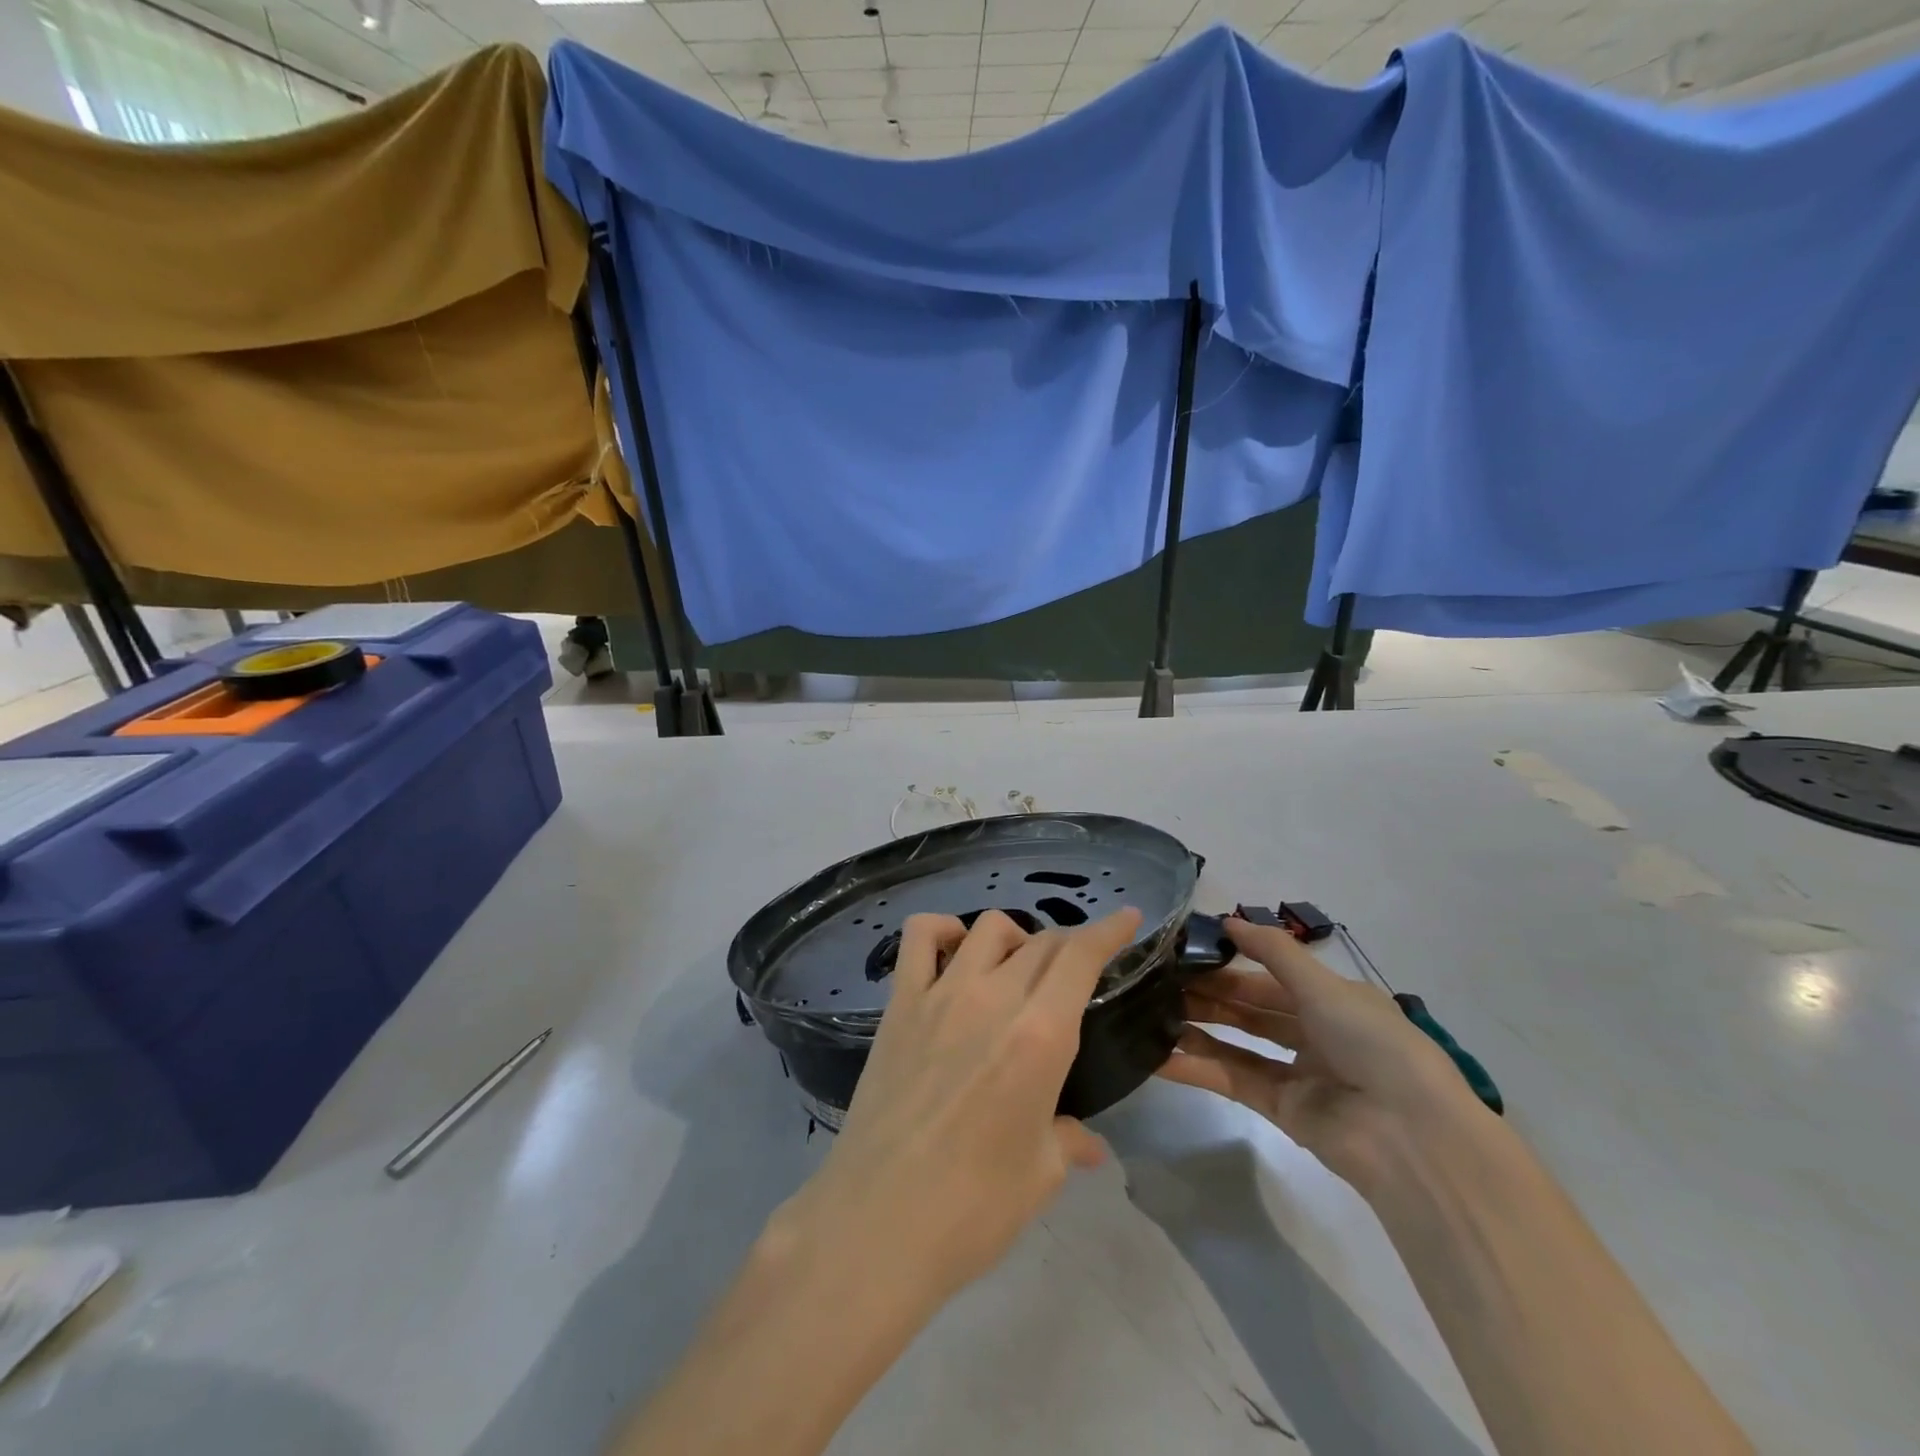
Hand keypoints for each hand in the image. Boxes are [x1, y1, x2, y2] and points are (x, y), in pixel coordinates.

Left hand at [775, 906, 1142, 1310]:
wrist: (878, 1223)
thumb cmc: (973, 1208)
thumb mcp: (1040, 1174)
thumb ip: (1068, 1140)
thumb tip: (1088, 1142)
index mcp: (1040, 1036)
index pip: (1081, 957)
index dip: (1108, 931)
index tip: (1127, 918)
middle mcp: (994, 998)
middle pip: (1042, 942)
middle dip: (1069, 945)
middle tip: (1076, 969)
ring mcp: (941, 994)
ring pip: (988, 929)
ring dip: (1015, 939)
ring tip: (1017, 969)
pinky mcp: (900, 1003)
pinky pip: (919, 937)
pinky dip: (942, 930)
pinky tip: (954, 952)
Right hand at [1156, 915, 1488, 1195]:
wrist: (1411, 1136)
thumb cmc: (1372, 1043)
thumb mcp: (1324, 986)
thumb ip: (1273, 951)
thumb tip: (1227, 920)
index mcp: (1332, 1001)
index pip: (1270, 976)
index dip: (1230, 963)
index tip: (1185, 952)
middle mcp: (1315, 1034)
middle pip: (1251, 1009)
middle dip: (1209, 995)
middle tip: (1159, 982)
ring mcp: (1298, 1075)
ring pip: (1237, 1043)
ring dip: (1198, 1029)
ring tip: (1152, 1012)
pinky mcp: (1282, 1111)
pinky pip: (1233, 1081)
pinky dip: (1198, 1069)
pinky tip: (1161, 1057)